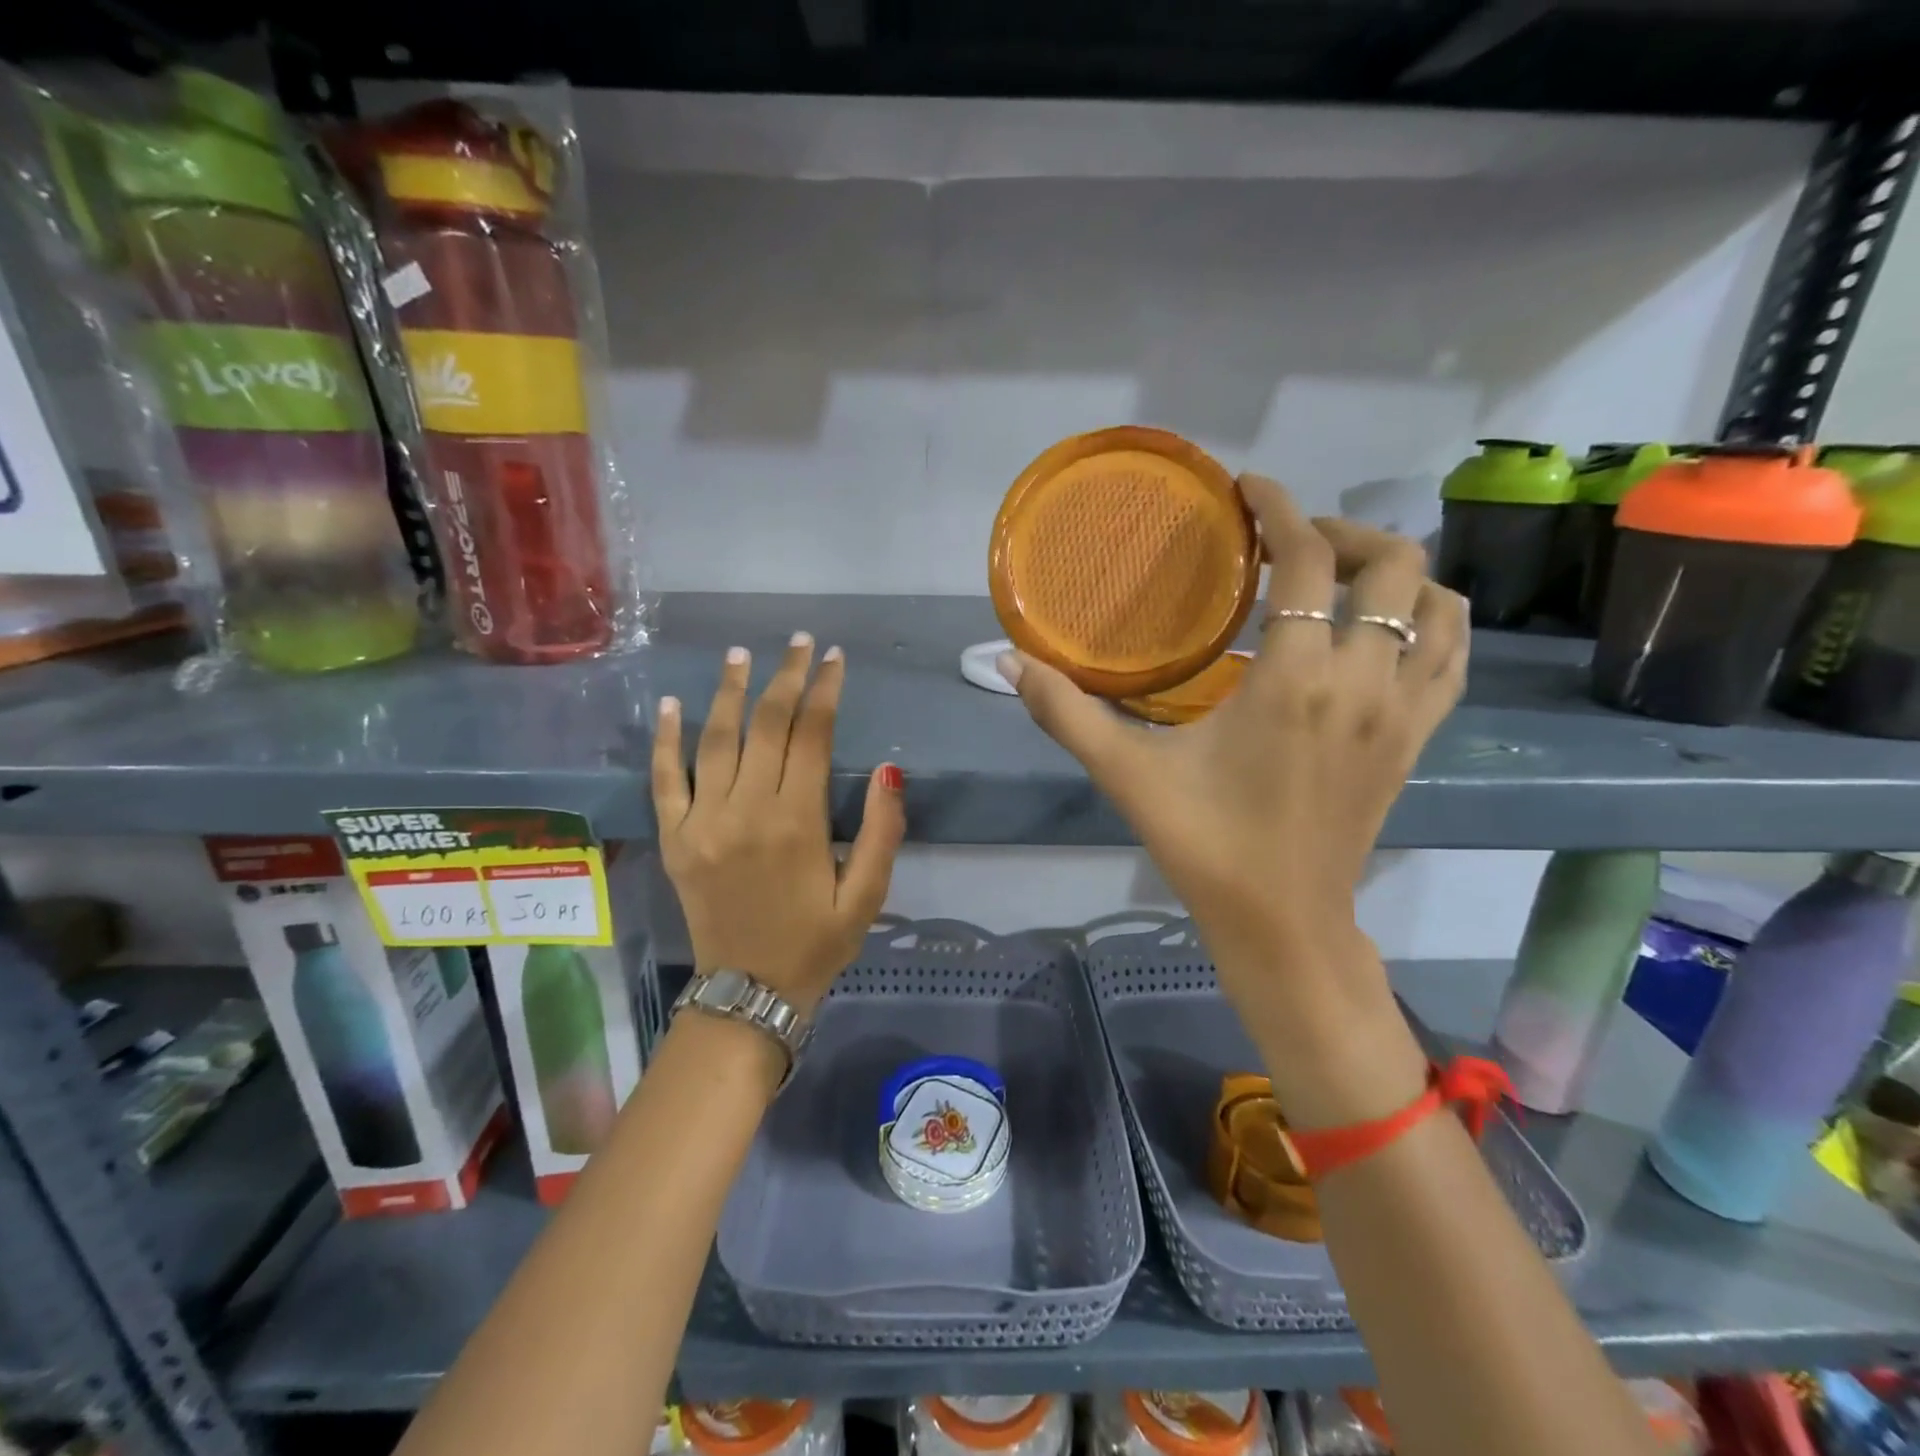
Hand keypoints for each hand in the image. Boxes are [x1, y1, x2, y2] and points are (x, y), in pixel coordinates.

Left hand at [653, 634, 905, 1015]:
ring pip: (716, 739)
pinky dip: (666, 739)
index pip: (812, 735)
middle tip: (797, 643)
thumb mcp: (867, 895)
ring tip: (741, 654)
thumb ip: (882, 831)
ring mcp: (703, 821)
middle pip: (766, 725)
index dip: (825, 690)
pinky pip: (664, 779)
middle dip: (785, 677)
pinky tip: (670, 704)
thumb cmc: (817, 943)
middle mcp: (747, 810)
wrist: (748, 993)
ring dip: (730, 692)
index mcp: (798, 821)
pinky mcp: (674, 838)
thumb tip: (890, 769)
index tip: (833, 658)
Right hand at [1002, 475, 1466, 1025]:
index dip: (1281, 509)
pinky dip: (1431, 621)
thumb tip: (1007, 662)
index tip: (1249, 490)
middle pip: (1392, 564)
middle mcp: (1364, 681)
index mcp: (1295, 680)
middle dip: (1341, 533)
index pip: (1309, 560)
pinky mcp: (1417, 740)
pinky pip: (1453, 656)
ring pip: (1438, 604)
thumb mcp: (1127, 774)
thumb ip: (1065, 712)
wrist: (1282, 922)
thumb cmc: (1204, 844)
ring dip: (1393, 573)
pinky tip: (1386, 628)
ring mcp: (1403, 711)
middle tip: (1288, 543)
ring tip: (1338, 578)